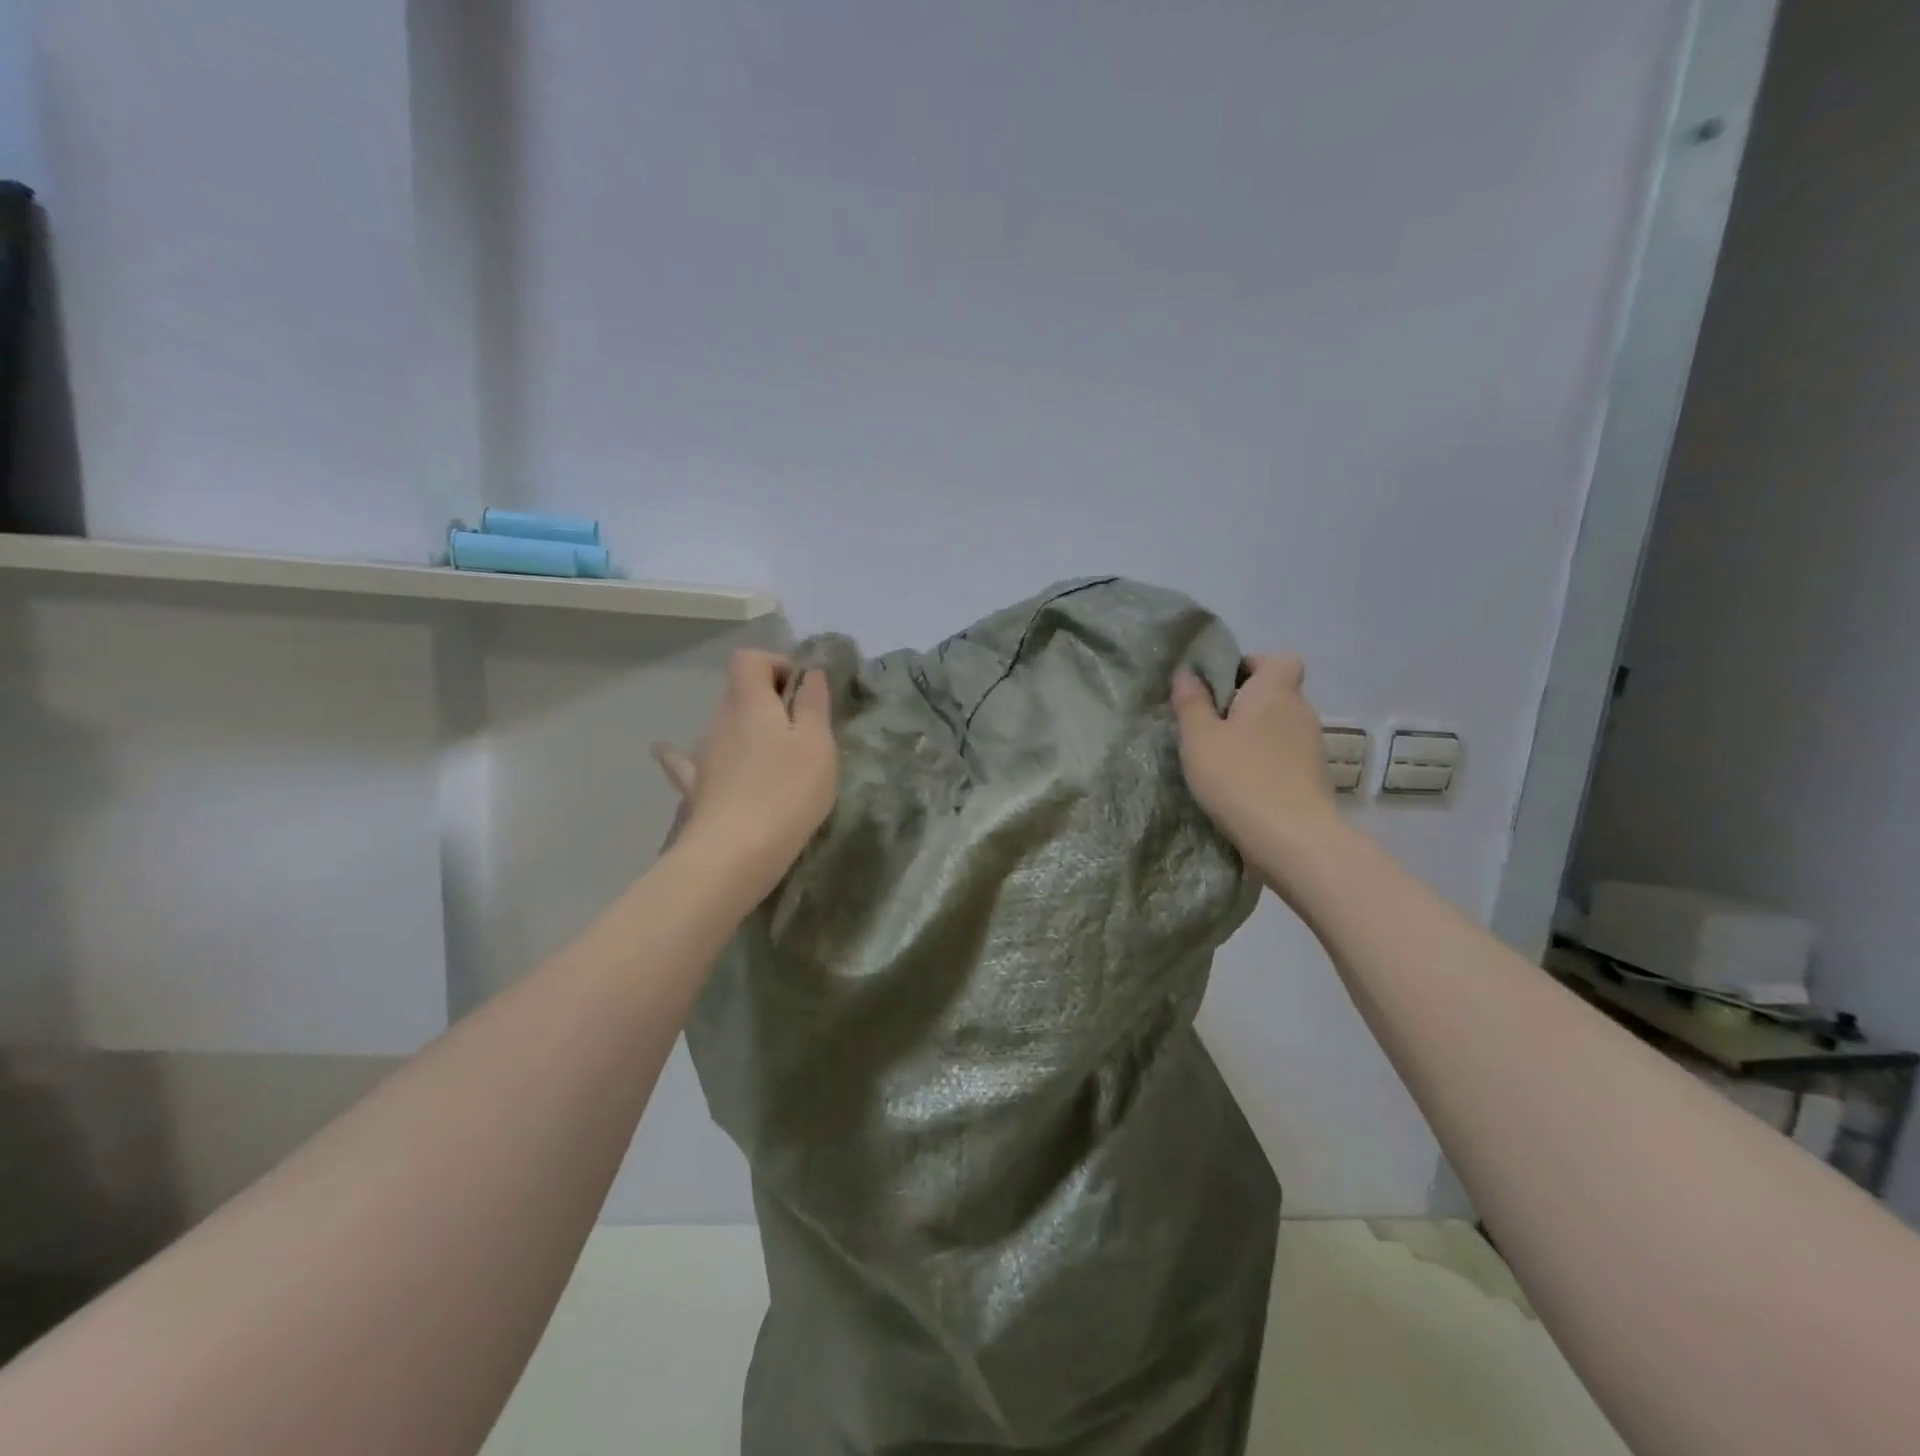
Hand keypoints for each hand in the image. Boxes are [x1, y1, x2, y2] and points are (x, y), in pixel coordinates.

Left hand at [652, 650, 837, 900]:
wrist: (733, 854)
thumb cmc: (786, 791)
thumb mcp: (817, 743)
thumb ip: (814, 703)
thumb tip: (810, 673)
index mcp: (750, 701)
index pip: (750, 658)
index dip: (777, 664)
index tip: (803, 691)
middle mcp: (720, 719)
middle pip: (739, 691)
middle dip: (769, 700)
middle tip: (802, 728)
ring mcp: (703, 755)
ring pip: (724, 726)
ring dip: (747, 730)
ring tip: (775, 754)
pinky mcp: (697, 788)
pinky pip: (690, 762)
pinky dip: (689, 755)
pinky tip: (665, 751)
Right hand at [1171, 655, 1341, 868]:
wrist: (1293, 840)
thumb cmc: (1240, 778)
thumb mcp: (1199, 738)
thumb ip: (1191, 702)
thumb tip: (1187, 673)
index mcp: (1275, 691)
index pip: (1278, 658)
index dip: (1251, 665)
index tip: (1220, 686)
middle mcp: (1301, 711)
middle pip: (1275, 693)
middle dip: (1244, 703)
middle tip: (1208, 725)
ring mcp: (1311, 746)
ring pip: (1278, 726)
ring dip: (1253, 735)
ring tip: (1219, 760)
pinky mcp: (1313, 778)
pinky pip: (1284, 755)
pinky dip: (1264, 762)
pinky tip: (1240, 785)